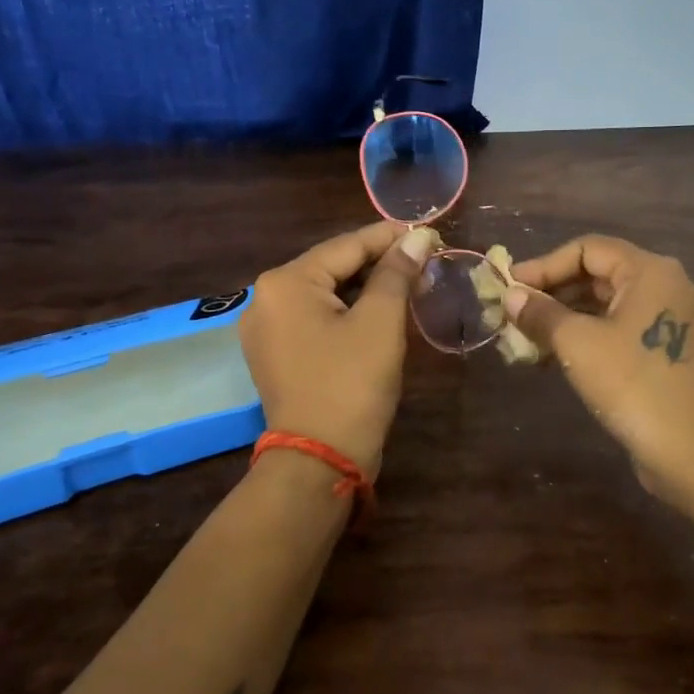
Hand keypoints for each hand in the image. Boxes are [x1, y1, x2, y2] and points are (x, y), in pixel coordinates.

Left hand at [239, 222, 437, 477]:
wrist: (320, 460)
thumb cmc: (352, 383)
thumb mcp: (381, 322)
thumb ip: (397, 273)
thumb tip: (418, 237)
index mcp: (285, 282)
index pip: (346, 245)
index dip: (390, 237)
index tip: (428, 233)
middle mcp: (266, 298)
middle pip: (332, 267)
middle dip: (379, 263)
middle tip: (423, 261)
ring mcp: (266, 329)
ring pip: (325, 293)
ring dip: (366, 288)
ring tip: (409, 284)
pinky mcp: (275, 354)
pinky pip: (316, 318)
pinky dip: (347, 312)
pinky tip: (379, 312)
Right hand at [506, 235, 693, 507]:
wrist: (692, 452)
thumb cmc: (632, 385)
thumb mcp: (577, 344)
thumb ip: (541, 313)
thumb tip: (511, 296)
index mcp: (652, 271)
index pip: (589, 249)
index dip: (544, 264)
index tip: (510, 286)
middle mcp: (670, 285)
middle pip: (601, 274)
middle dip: (554, 292)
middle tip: (515, 311)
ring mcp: (677, 319)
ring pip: (612, 304)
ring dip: (568, 316)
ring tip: (528, 336)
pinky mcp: (674, 350)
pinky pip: (625, 328)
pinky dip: (591, 335)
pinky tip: (557, 355)